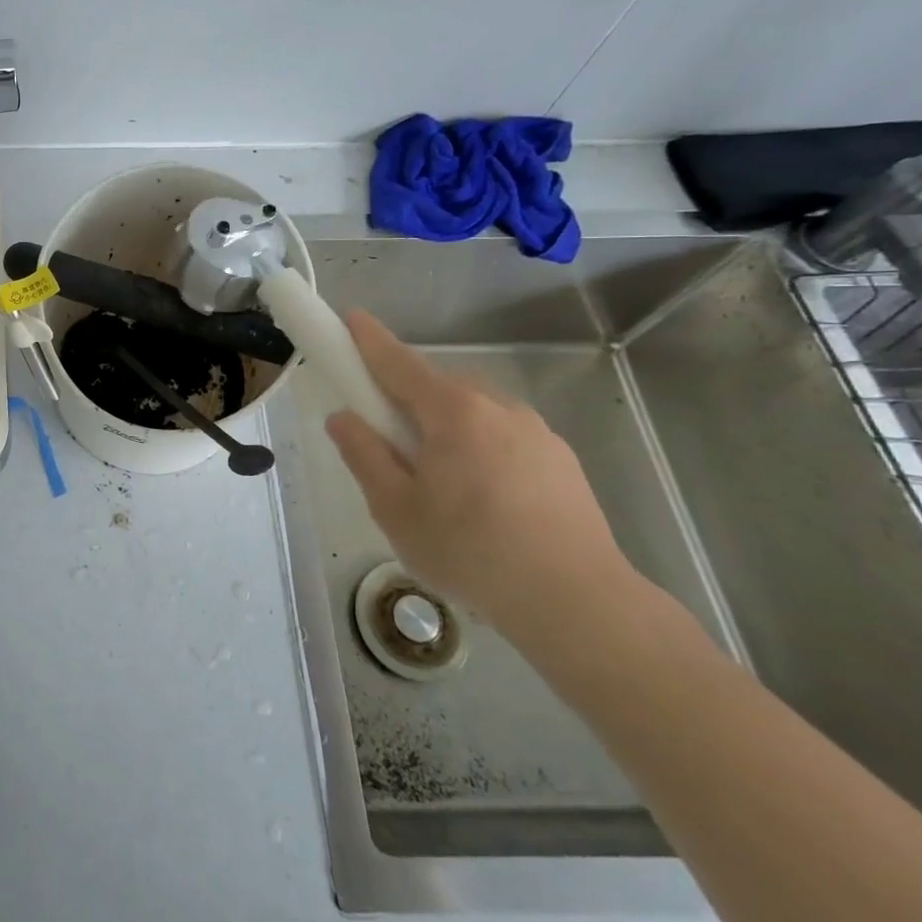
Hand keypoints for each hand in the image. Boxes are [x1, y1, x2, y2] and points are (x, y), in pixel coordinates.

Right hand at [324, 309, 635, 638]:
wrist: (578, 602)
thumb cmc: (470, 551)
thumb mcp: (395, 508)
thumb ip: (363, 455)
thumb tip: (343, 418)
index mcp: (452, 412)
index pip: (398, 362)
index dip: (368, 340)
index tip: (350, 318)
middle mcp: (497, 407)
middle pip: (437, 387)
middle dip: (407, 400)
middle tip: (389, 444)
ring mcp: (536, 431)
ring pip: (473, 413)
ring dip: (446, 428)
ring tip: (440, 485)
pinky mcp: (561, 459)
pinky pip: (503, 436)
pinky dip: (480, 449)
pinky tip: (483, 500)